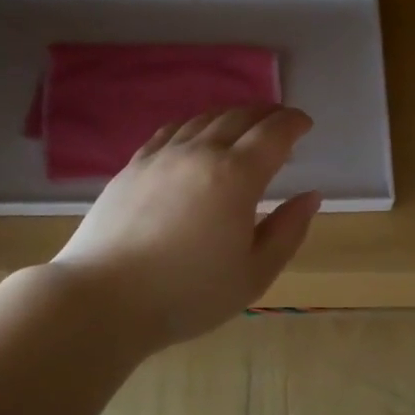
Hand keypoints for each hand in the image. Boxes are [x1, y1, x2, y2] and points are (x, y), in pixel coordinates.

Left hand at [49, 105, 320, 348]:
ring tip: (244, 125)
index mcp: (236, 176)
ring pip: (204, 119)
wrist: (103, 299)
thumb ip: (288, 231)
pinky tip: (196, 136)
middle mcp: (200, 153)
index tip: (306, 124)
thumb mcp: (254, 274)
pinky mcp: (133, 166)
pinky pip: (171, 131)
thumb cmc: (188, 294)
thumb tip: (310, 196)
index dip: (294, 123)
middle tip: (281, 122)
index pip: (273, 133)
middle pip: (240, 117)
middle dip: (267, 114)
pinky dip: (195, 125)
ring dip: (232, 115)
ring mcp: (162, 156)